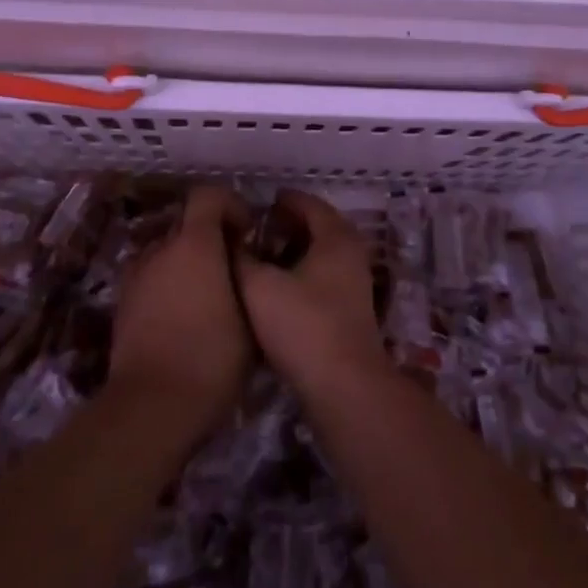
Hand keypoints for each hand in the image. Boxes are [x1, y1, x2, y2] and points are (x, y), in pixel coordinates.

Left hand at [109, 184, 252, 442]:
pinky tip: (183, 318)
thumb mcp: (250, 318)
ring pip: (166, 253)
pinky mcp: (122, 304)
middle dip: (209, 237)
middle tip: (231, 267)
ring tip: (207, 296)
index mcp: (194, 244)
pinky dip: (167, 286)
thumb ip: (246, 278)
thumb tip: (241, 263)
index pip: (207, 195)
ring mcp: (136, 275)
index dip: (229, 204)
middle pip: (186, 224)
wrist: (151, 406)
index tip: (246, 231)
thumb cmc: (211, 358)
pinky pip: (151, 279)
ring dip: (186, 262)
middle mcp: (161, 249)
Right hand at [235, 190, 387, 404]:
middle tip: (258, 229)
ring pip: (322, 253)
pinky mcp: (351, 310)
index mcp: (335, 236)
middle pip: (318, 226)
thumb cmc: (303, 326)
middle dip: (288, 224)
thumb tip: (232, 240)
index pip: (308, 203)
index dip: (283, 200)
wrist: (344, 387)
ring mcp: (355, 282)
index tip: (258, 204)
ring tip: (263, 257)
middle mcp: (351, 253)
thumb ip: (242, 257)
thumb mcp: (259, 286)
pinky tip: (279, 288)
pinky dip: (303, 272)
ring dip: (295, 250)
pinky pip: (325, 276)